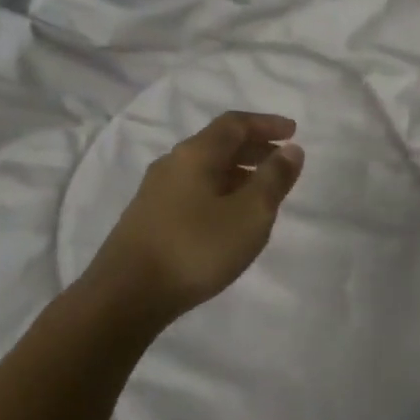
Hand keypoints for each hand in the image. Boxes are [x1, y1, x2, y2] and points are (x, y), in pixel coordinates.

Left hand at [89, 112, 304, 321]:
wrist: (126, 296)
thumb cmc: (196, 248)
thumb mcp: (250, 214)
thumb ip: (274, 179)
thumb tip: (291, 150)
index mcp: (195, 154)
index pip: (235, 124)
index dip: (266, 124)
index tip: (293, 131)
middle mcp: (172, 164)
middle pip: (218, 144)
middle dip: (254, 148)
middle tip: (282, 161)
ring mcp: (156, 192)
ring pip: (205, 169)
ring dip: (238, 172)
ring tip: (262, 192)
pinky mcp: (149, 218)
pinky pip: (193, 191)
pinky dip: (220, 191)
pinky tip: (229, 217)